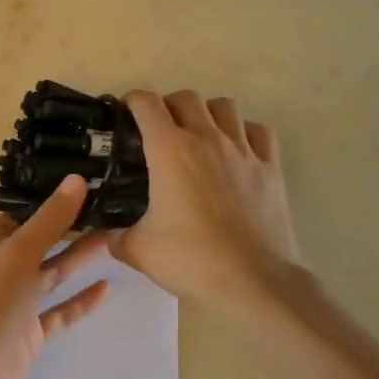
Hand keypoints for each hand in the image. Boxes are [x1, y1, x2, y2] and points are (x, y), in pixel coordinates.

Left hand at [0, 175, 110, 378]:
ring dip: (79, 259)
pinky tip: (107, 288)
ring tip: (115, 237)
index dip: (45, 201)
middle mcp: (0, 273)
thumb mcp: (18, 253)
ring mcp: (15, 306)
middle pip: (38, 244)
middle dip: (68, 228)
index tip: (81, 185)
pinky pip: (60, 313)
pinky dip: (81, 301)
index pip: (18, 216)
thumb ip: (49, 220)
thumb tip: (77, 180)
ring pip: (51, 276)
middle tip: (108, 208)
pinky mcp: (30, 335)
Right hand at [107, 90, 302, 314]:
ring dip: (207, 113)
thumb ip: (116, 236)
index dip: (131, 102)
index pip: (146, 104)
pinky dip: (244, 132)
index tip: (125, 115)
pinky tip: (236, 150)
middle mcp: (207, 139)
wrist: (254, 281)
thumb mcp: (139, 250)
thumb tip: (108, 235)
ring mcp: (243, 150)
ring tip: (198, 135)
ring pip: (225, 106)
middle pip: (185, 98)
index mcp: (170, 150)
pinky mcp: (270, 167)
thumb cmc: (192, 259)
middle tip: (159, 131)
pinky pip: (258, 131)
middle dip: (168, 106)